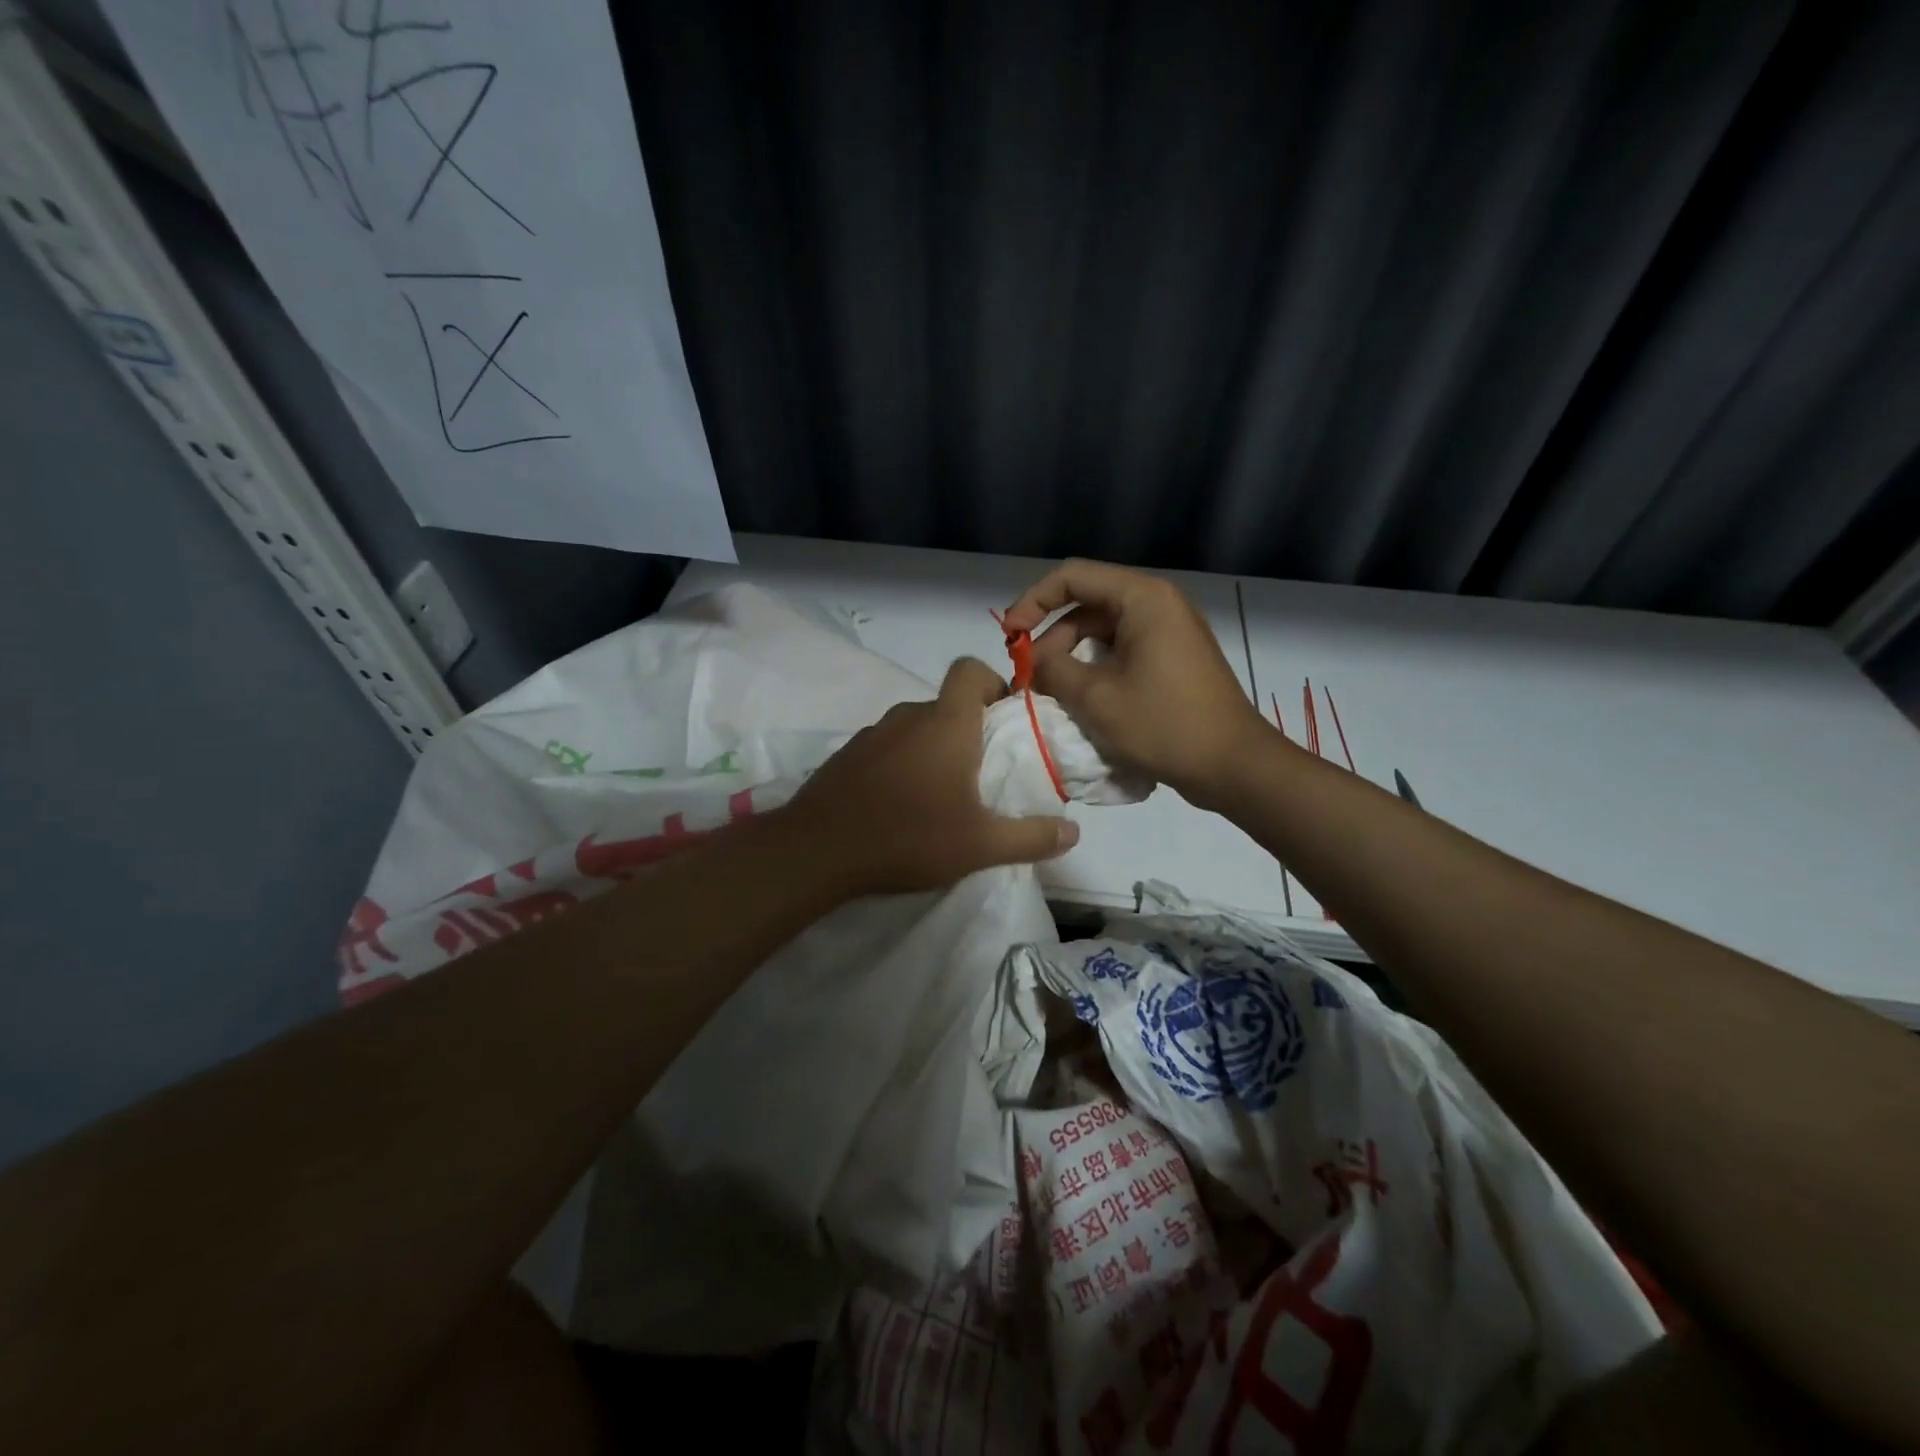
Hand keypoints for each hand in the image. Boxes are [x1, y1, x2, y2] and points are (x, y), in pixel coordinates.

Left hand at [782, 658, 1080, 895]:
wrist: (817, 850)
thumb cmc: (908, 836)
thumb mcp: (980, 845)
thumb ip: (1031, 837)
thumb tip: (1073, 832)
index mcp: (946, 723)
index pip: (970, 669)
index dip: (992, 682)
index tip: (1005, 719)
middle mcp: (908, 716)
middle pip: (946, 703)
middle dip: (969, 729)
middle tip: (981, 773)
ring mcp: (872, 734)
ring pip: (915, 727)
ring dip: (933, 748)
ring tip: (940, 795)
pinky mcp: (846, 755)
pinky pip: (886, 747)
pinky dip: (900, 763)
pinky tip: (899, 804)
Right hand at [1002, 560, 1268, 807]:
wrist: (1232, 766)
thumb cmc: (1163, 724)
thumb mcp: (1095, 697)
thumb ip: (1053, 669)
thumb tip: (1034, 661)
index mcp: (1142, 599)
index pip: (1072, 577)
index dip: (1032, 602)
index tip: (1010, 637)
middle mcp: (1158, 605)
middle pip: (1087, 606)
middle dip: (1051, 638)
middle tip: (1028, 677)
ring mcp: (1169, 634)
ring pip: (1103, 633)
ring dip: (1070, 659)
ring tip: (1049, 693)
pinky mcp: (1173, 661)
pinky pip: (1123, 653)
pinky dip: (1095, 671)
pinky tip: (1080, 701)